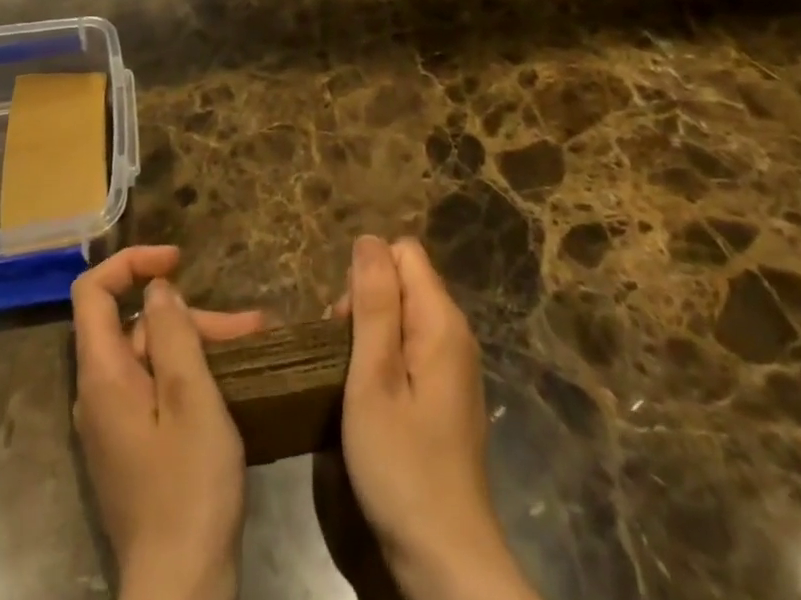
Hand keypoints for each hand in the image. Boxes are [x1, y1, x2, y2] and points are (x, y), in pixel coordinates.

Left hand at [71, 246, 262, 599]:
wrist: (181, 590)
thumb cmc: (189, 488)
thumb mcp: (192, 399)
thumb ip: (174, 335)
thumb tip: (157, 290)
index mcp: (103, 375)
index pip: (93, 292)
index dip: (131, 263)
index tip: (178, 260)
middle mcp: (98, 393)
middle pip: (134, 325)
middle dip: (189, 315)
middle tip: (249, 325)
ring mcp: (113, 423)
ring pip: (151, 357)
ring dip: (200, 343)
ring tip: (256, 343)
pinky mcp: (132, 446)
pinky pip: (156, 388)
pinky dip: (192, 373)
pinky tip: (232, 376)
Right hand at [339, 236, 538, 599]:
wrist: (446, 560)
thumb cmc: (402, 465)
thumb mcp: (373, 378)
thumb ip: (373, 303)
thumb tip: (369, 239)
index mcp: (441, 320)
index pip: (403, 252)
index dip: (367, 276)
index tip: (346, 325)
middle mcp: (455, 333)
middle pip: (403, 282)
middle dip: (365, 305)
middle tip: (345, 362)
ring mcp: (454, 367)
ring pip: (404, 316)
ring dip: (371, 337)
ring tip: (352, 384)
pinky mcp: (447, 395)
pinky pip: (411, 349)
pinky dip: (386, 362)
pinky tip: (372, 401)